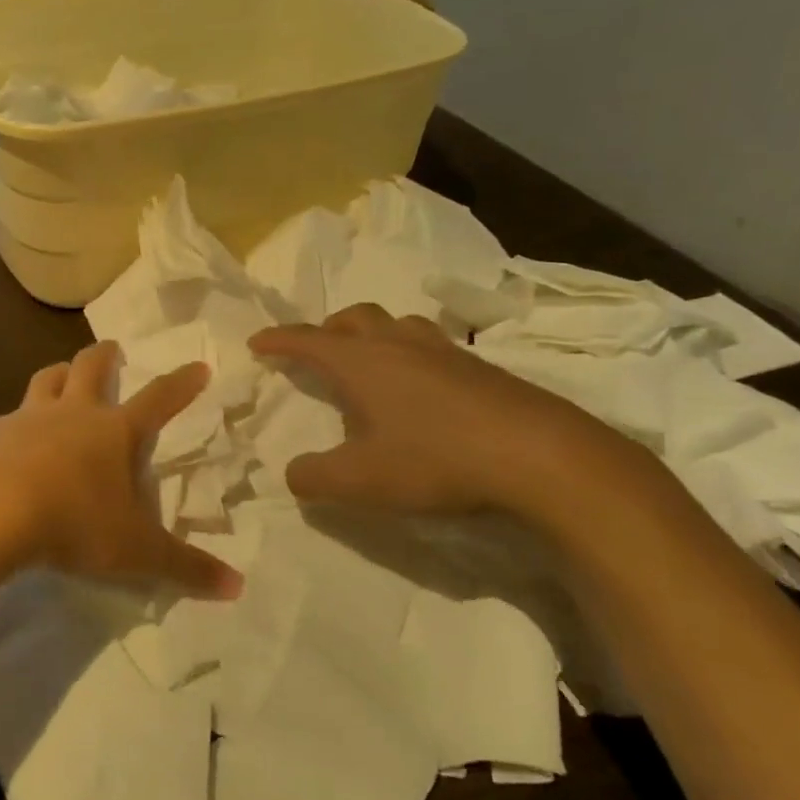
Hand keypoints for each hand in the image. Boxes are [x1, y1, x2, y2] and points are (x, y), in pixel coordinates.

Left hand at [0, 341, 243, 598]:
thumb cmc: (75, 523)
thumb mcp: (137, 552)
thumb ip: (186, 568)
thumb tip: (238, 587)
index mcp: (115, 432)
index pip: (158, 399)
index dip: (181, 383)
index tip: (197, 366)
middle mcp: (73, 413)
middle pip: (91, 367)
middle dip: (106, 355)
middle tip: (112, 348)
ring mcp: (28, 418)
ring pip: (46, 379)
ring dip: (58, 373)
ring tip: (62, 374)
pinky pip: (8, 418)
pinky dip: (16, 421)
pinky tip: (12, 440)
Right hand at [250, 305, 654, 524]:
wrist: (542, 457)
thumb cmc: (436, 459)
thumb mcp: (361, 481)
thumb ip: (314, 477)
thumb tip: (292, 473)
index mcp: (361, 362)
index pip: (307, 340)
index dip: (278, 340)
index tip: (256, 342)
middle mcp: (399, 345)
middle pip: (354, 318)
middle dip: (327, 330)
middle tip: (317, 351)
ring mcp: (445, 352)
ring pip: (398, 325)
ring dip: (374, 335)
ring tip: (371, 364)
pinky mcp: (482, 369)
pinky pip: (433, 346)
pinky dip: (412, 355)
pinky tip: (423, 389)